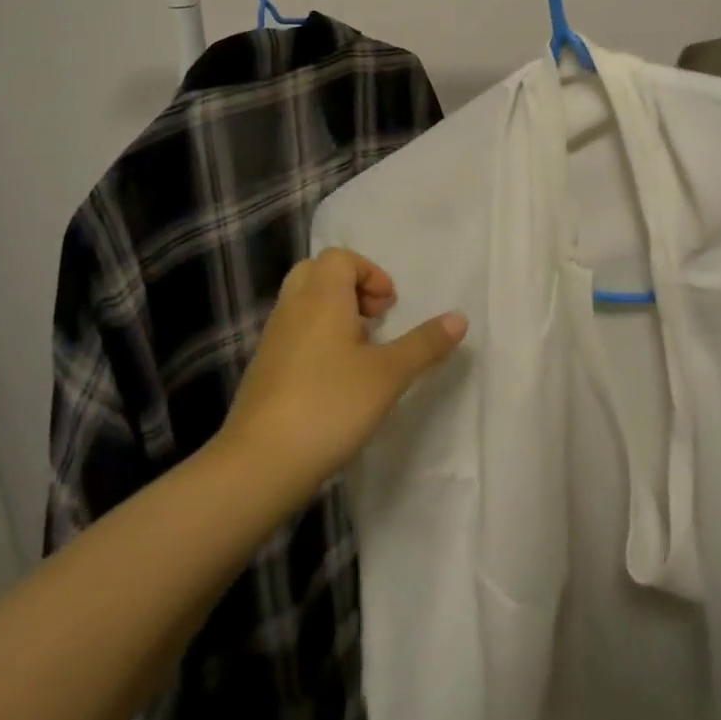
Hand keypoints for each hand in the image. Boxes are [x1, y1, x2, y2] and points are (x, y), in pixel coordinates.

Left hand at [219, 248, 465, 495]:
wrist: (260, 462)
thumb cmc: (330, 405)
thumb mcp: (388, 375)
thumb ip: (424, 344)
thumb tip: (460, 317)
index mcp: (321, 297)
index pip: (340, 257)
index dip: (370, 273)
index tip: (389, 308)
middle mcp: (293, 307)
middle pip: (317, 272)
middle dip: (350, 287)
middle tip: (374, 319)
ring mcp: (273, 338)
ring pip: (303, 303)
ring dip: (334, 313)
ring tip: (360, 352)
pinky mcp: (263, 368)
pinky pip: (293, 332)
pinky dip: (316, 338)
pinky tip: (334, 379)